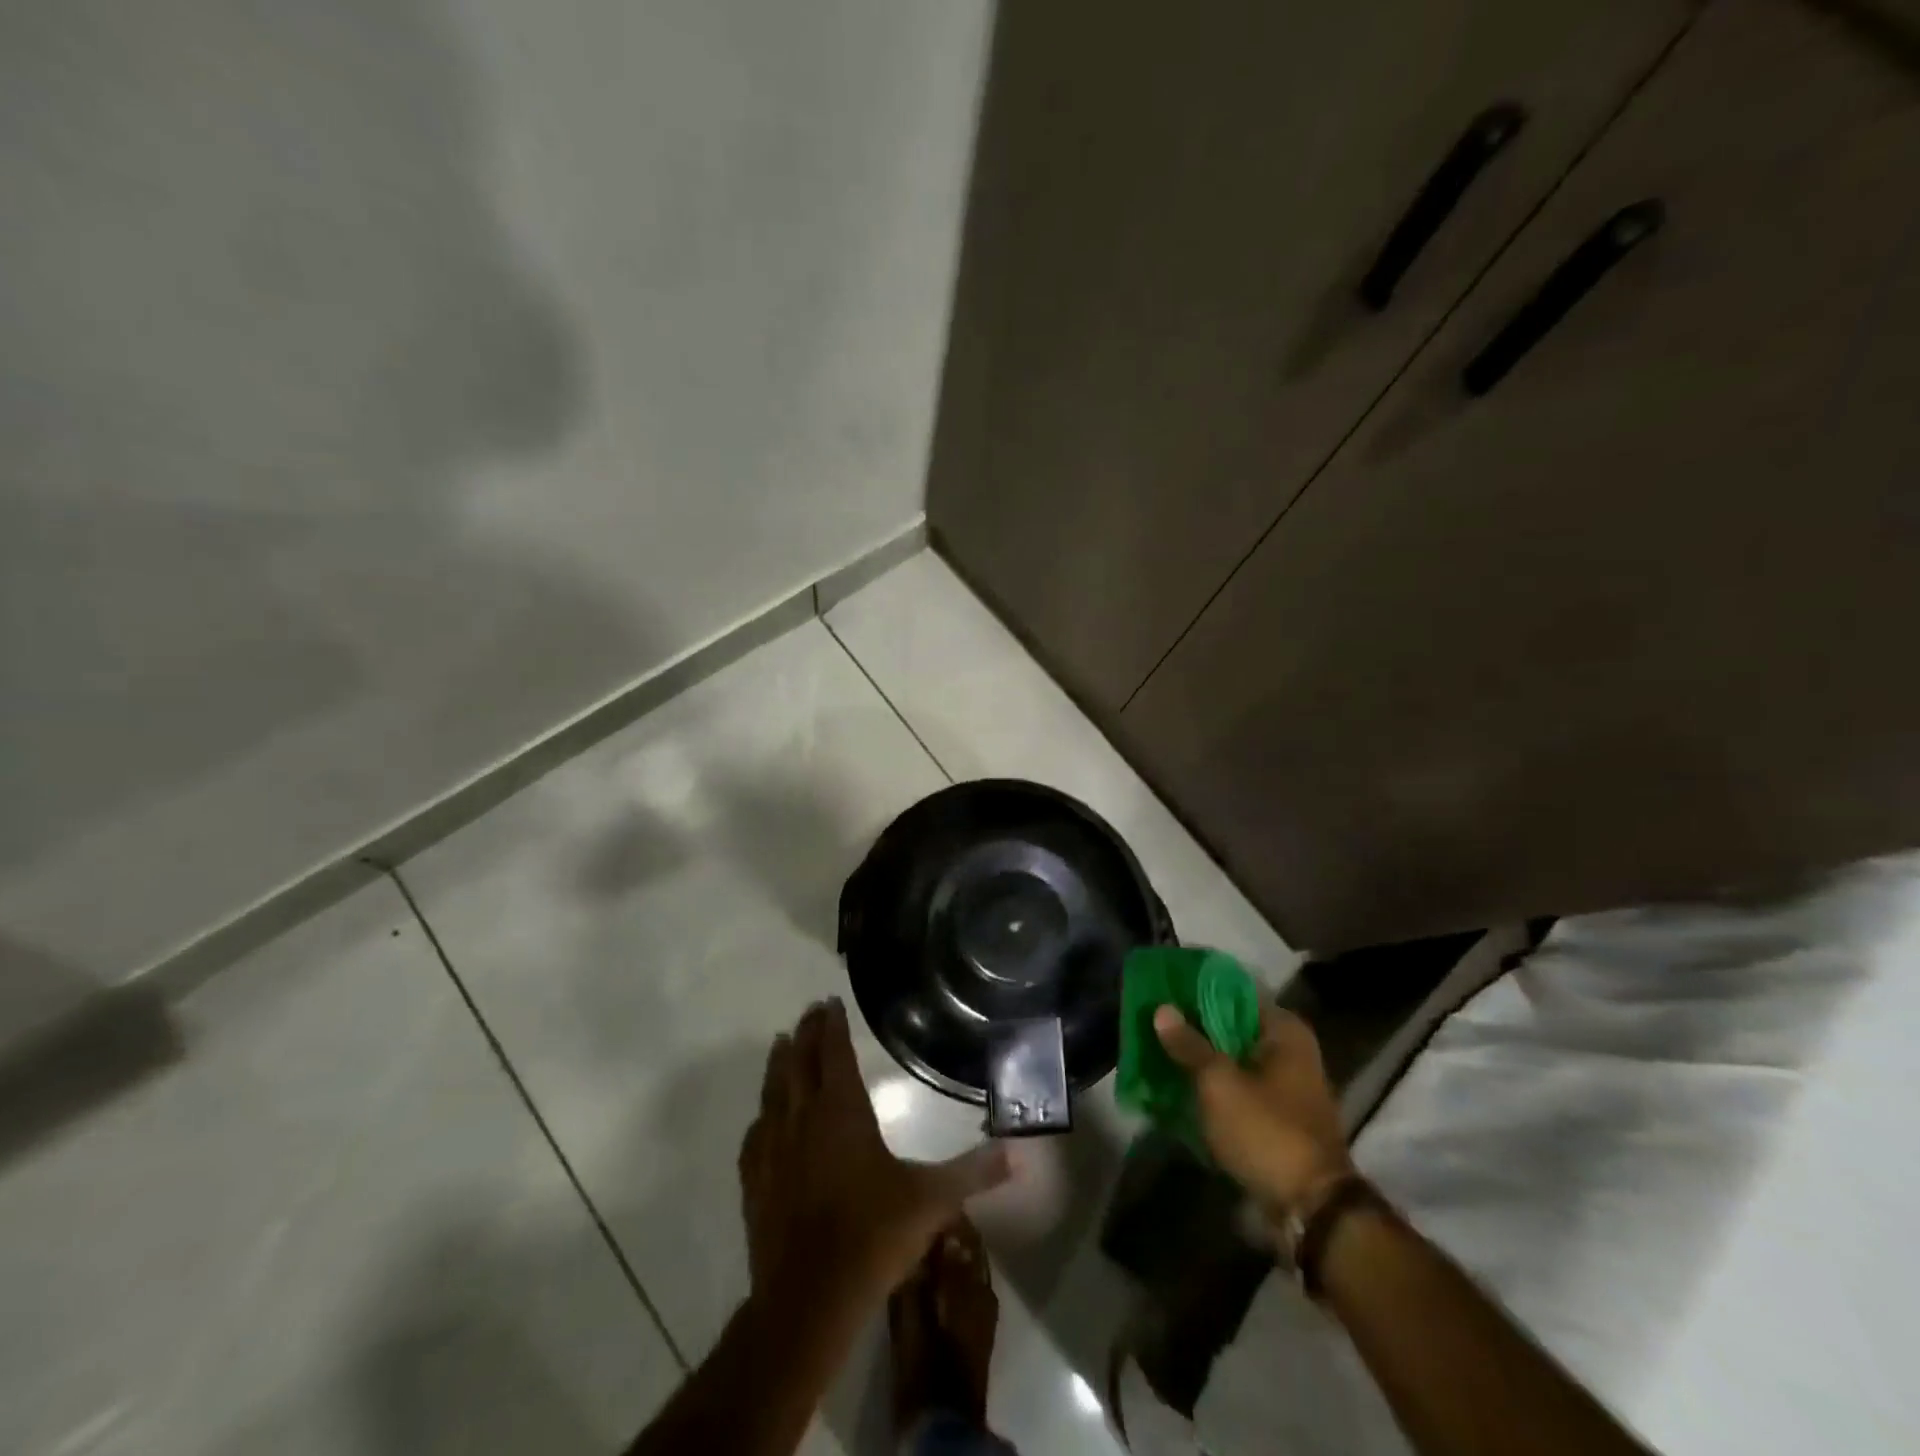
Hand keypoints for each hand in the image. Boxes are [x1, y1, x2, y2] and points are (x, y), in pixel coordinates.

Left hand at [739, 999, 1012, 1309]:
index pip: (834, 1054)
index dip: (832, 1026)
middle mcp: (803, 1119)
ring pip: (773, 1092)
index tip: (829, 1002)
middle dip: (805, 1034)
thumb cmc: (873, 1236)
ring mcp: (773, 1150)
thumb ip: (974, 1172)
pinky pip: (754, 1136)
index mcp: (842, 1112)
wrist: (809, 1299)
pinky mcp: (754, 1182)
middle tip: (808, 1012)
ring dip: (778, 1065)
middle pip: (799, 1063)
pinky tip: (762, 1119)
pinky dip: (761, 1117)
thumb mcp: (932, 1200)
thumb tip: (1018, 1155)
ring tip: (779, 1044)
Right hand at [1155, 1001, 1352, 1219]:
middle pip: (1233, 1027)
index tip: (1164, 991)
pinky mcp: (1278, 1117)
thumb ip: (1188, 1044)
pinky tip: (1181, 1087)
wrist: (1311, 1209)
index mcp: (1285, 1031)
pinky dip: (1214, 1087)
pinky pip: (1238, 1088)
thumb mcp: (1218, 1083)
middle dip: (1195, 1028)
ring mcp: (1287, 1086)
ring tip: (1159, 1053)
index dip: (1197, 991)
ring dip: (1201, 1060)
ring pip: (1233, 1059)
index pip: (1234, 993)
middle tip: (1155, 1024)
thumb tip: (1162, 1009)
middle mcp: (1291, 1051)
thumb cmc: (1266, 1131)